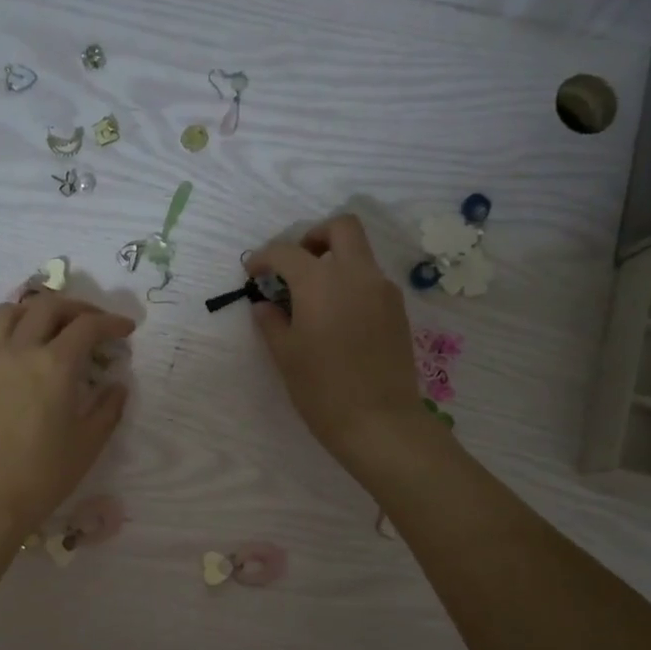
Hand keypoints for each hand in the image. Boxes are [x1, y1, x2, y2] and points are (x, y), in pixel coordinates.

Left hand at [0, 292, 134, 544]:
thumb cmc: (44, 475)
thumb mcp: (89, 443)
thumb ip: (109, 407)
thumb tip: (117, 384)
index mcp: (54, 365)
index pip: (87, 326)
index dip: (112, 322)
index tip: (126, 329)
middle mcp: (20, 350)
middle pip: (49, 306)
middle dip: (79, 308)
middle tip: (95, 324)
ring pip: (13, 310)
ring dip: (39, 310)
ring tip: (54, 326)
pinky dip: (13, 327)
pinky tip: (23, 348)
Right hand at [246, 214, 426, 469]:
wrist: (379, 422)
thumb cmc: (322, 390)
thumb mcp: (286, 356)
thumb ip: (272, 323)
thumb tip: (265, 305)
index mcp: (320, 282)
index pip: (287, 252)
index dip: (264, 257)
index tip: (253, 272)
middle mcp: (356, 274)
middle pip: (341, 228)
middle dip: (313, 237)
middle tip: (295, 265)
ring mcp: (382, 290)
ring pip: (359, 253)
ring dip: (334, 261)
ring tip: (313, 297)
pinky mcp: (397, 310)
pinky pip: (371, 280)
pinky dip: (350, 283)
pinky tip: (336, 317)